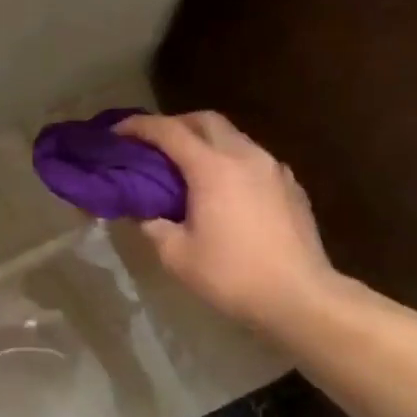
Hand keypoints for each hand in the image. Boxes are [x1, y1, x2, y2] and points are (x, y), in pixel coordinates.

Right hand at [115, 112, 336, 331]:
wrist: (298, 295)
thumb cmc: (232, 275)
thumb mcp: (178, 256)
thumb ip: (154, 227)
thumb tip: (146, 215)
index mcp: (212, 168)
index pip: (169, 131)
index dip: (139, 126)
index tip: (118, 131)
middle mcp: (245, 156)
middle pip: (206, 121)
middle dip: (175, 124)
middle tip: (154, 144)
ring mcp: (273, 168)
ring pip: (234, 137)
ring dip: (206, 142)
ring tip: (188, 168)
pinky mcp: (291, 185)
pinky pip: (254, 160)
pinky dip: (231, 162)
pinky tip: (225, 190)